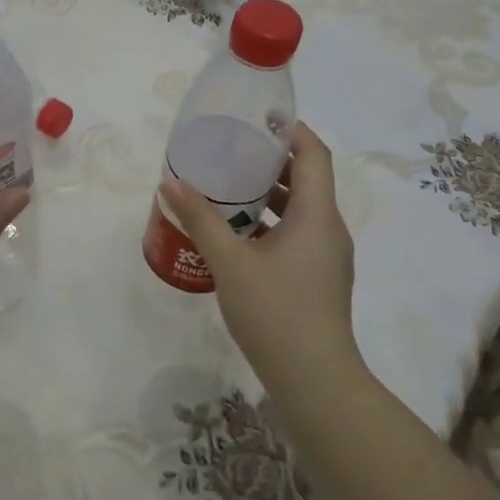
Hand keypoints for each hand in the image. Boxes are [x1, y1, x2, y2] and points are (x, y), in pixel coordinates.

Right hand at [161, 123, 356, 380]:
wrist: (314, 380)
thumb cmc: (275, 311)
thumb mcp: (230, 262)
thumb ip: (200, 219)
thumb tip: (170, 183)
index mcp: (317, 214)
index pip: (314, 154)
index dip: (291, 131)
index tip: (257, 120)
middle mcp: (328, 229)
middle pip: (307, 180)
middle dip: (271, 162)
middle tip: (230, 151)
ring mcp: (326, 257)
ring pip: (300, 211)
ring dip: (268, 195)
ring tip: (227, 188)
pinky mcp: (318, 279)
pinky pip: (296, 236)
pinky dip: (270, 224)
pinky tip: (235, 236)